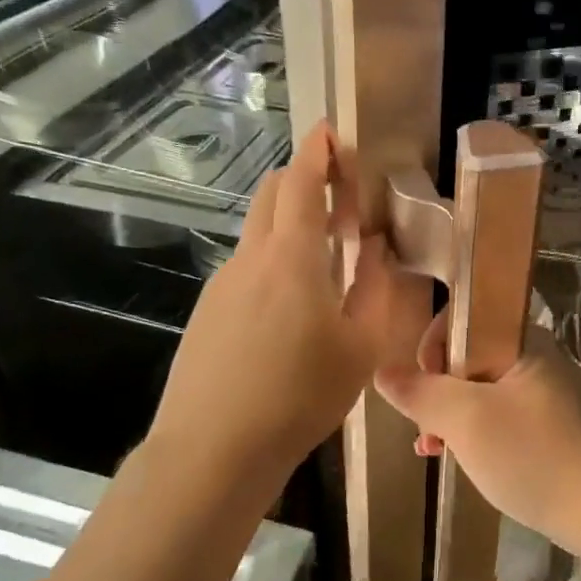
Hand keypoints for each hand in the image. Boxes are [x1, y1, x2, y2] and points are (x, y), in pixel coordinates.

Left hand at [151, 121, 401, 489]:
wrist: (214, 448)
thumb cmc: (300, 396)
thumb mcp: (359, 346)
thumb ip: (371, 287)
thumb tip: (373, 247)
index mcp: (292, 258)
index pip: (302, 183)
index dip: (318, 152)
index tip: (331, 132)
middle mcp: (251, 258)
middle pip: (271, 195)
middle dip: (302, 178)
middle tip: (339, 193)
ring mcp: (222, 284)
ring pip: (256, 231)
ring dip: (288, 222)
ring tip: (323, 254)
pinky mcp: (207, 310)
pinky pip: (245, 266)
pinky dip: (272, 258)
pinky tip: (289, 302)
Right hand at [374, 310, 580, 553]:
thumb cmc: (529, 454)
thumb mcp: (465, 420)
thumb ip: (421, 392)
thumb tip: (383, 372)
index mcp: (521, 340)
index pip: (466, 316)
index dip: (434, 343)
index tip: (423, 382)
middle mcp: (531, 357)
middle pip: (465, 354)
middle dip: (435, 386)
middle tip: (424, 423)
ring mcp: (536, 392)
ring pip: (474, 387)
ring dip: (446, 412)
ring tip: (429, 445)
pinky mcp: (538, 423)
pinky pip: (490, 412)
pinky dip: (466, 429)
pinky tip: (446, 455)